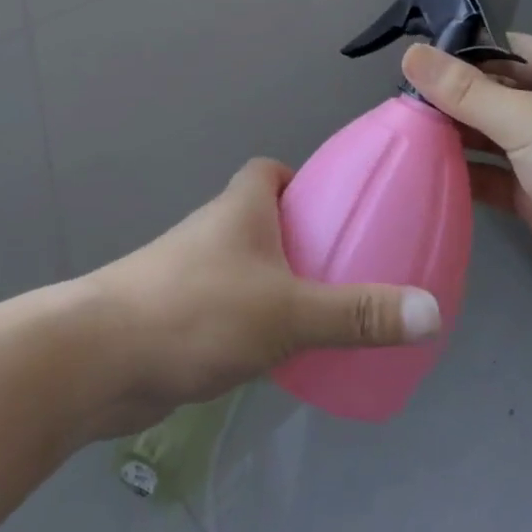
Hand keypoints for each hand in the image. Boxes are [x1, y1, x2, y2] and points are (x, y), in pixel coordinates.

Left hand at [78, 158, 441, 435]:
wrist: (99, 360)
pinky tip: (276, 357)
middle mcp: (214, 231)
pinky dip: (252, 322)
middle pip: (262, 219)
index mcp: (240, 207)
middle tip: (343, 270)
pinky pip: (228, 308)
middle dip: (299, 239)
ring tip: (322, 316)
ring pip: (245, 267)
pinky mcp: (177, 317)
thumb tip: (431, 313)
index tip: (333, 210)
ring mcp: (190, 274)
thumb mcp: (289, 311)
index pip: (269, 171)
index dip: (301, 182)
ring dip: (276, 284)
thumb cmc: (198, 311)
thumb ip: (358, 314)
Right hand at [402, 35, 531, 318]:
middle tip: (392, 105)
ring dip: (451, 138)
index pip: (502, 51)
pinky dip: (463, 175)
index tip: (407, 64)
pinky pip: (492, 177)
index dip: (458, 55)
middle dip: (447, 100)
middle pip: (490, 94)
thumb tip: (410, 53)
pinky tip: (422, 173)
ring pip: (488, 137)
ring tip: (398, 136)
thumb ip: (466, 91)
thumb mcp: (530, 120)